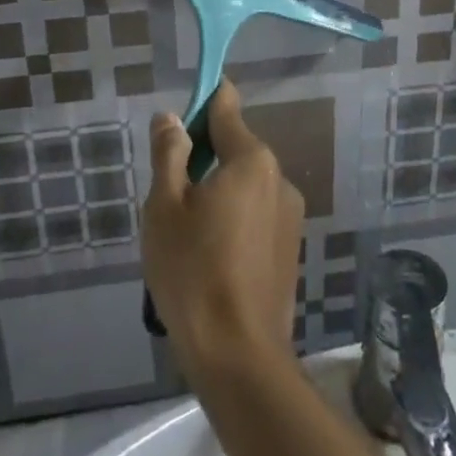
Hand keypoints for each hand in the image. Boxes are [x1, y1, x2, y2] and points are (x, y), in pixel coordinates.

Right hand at [143, 84, 303, 379]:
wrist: (239, 356)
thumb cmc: (193, 273)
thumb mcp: (164, 208)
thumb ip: (169, 155)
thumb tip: (171, 117)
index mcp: (252, 160)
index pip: (226, 109)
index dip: (204, 99)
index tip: (185, 104)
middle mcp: (279, 178)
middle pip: (237, 148)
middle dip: (205, 156)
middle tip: (169, 190)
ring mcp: (290, 214)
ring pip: (246, 184)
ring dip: (220, 191)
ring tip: (186, 231)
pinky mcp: (290, 246)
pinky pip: (257, 213)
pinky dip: (234, 218)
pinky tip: (211, 255)